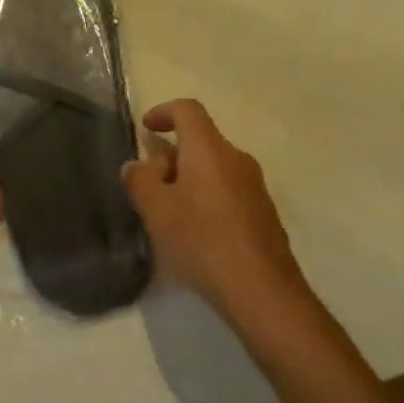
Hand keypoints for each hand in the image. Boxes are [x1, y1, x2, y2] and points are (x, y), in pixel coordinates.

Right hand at [123, 99, 310, 324]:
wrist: (263, 292)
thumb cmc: (202, 240)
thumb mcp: (155, 210)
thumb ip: (139, 180)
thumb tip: (138, 167)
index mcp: (209, 149)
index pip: (187, 110)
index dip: (163, 112)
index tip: (146, 128)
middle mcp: (236, 159)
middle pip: (200, 141)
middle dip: (171, 157)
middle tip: (149, 187)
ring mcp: (255, 187)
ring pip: (214, 168)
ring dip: (189, 180)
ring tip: (169, 214)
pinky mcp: (264, 214)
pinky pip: (228, 191)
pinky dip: (207, 199)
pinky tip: (196, 234)